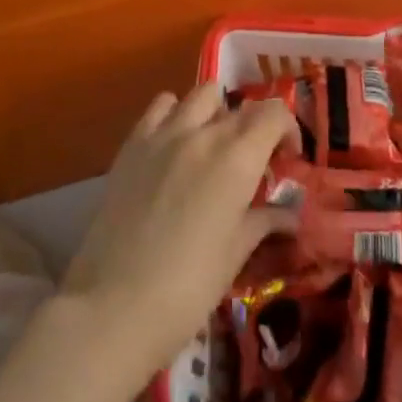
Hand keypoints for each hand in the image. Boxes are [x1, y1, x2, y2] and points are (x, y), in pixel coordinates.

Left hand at [61, 85, 296, 379]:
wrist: (112, 306)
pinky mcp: (132, 143)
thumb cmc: (187, 288)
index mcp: (237, 159)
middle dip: (255, 128)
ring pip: (202, 94)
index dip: (287, 129)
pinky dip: (175, 113)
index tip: (285, 159)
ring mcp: (164, 133)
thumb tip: (289, 215)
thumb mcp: (234, 255)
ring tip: (213, 146)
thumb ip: (263, 222)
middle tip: (252, 163)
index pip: (274, 113)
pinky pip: (161, 105)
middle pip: (241, 106)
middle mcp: (203, 134)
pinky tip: (174, 145)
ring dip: (216, 112)